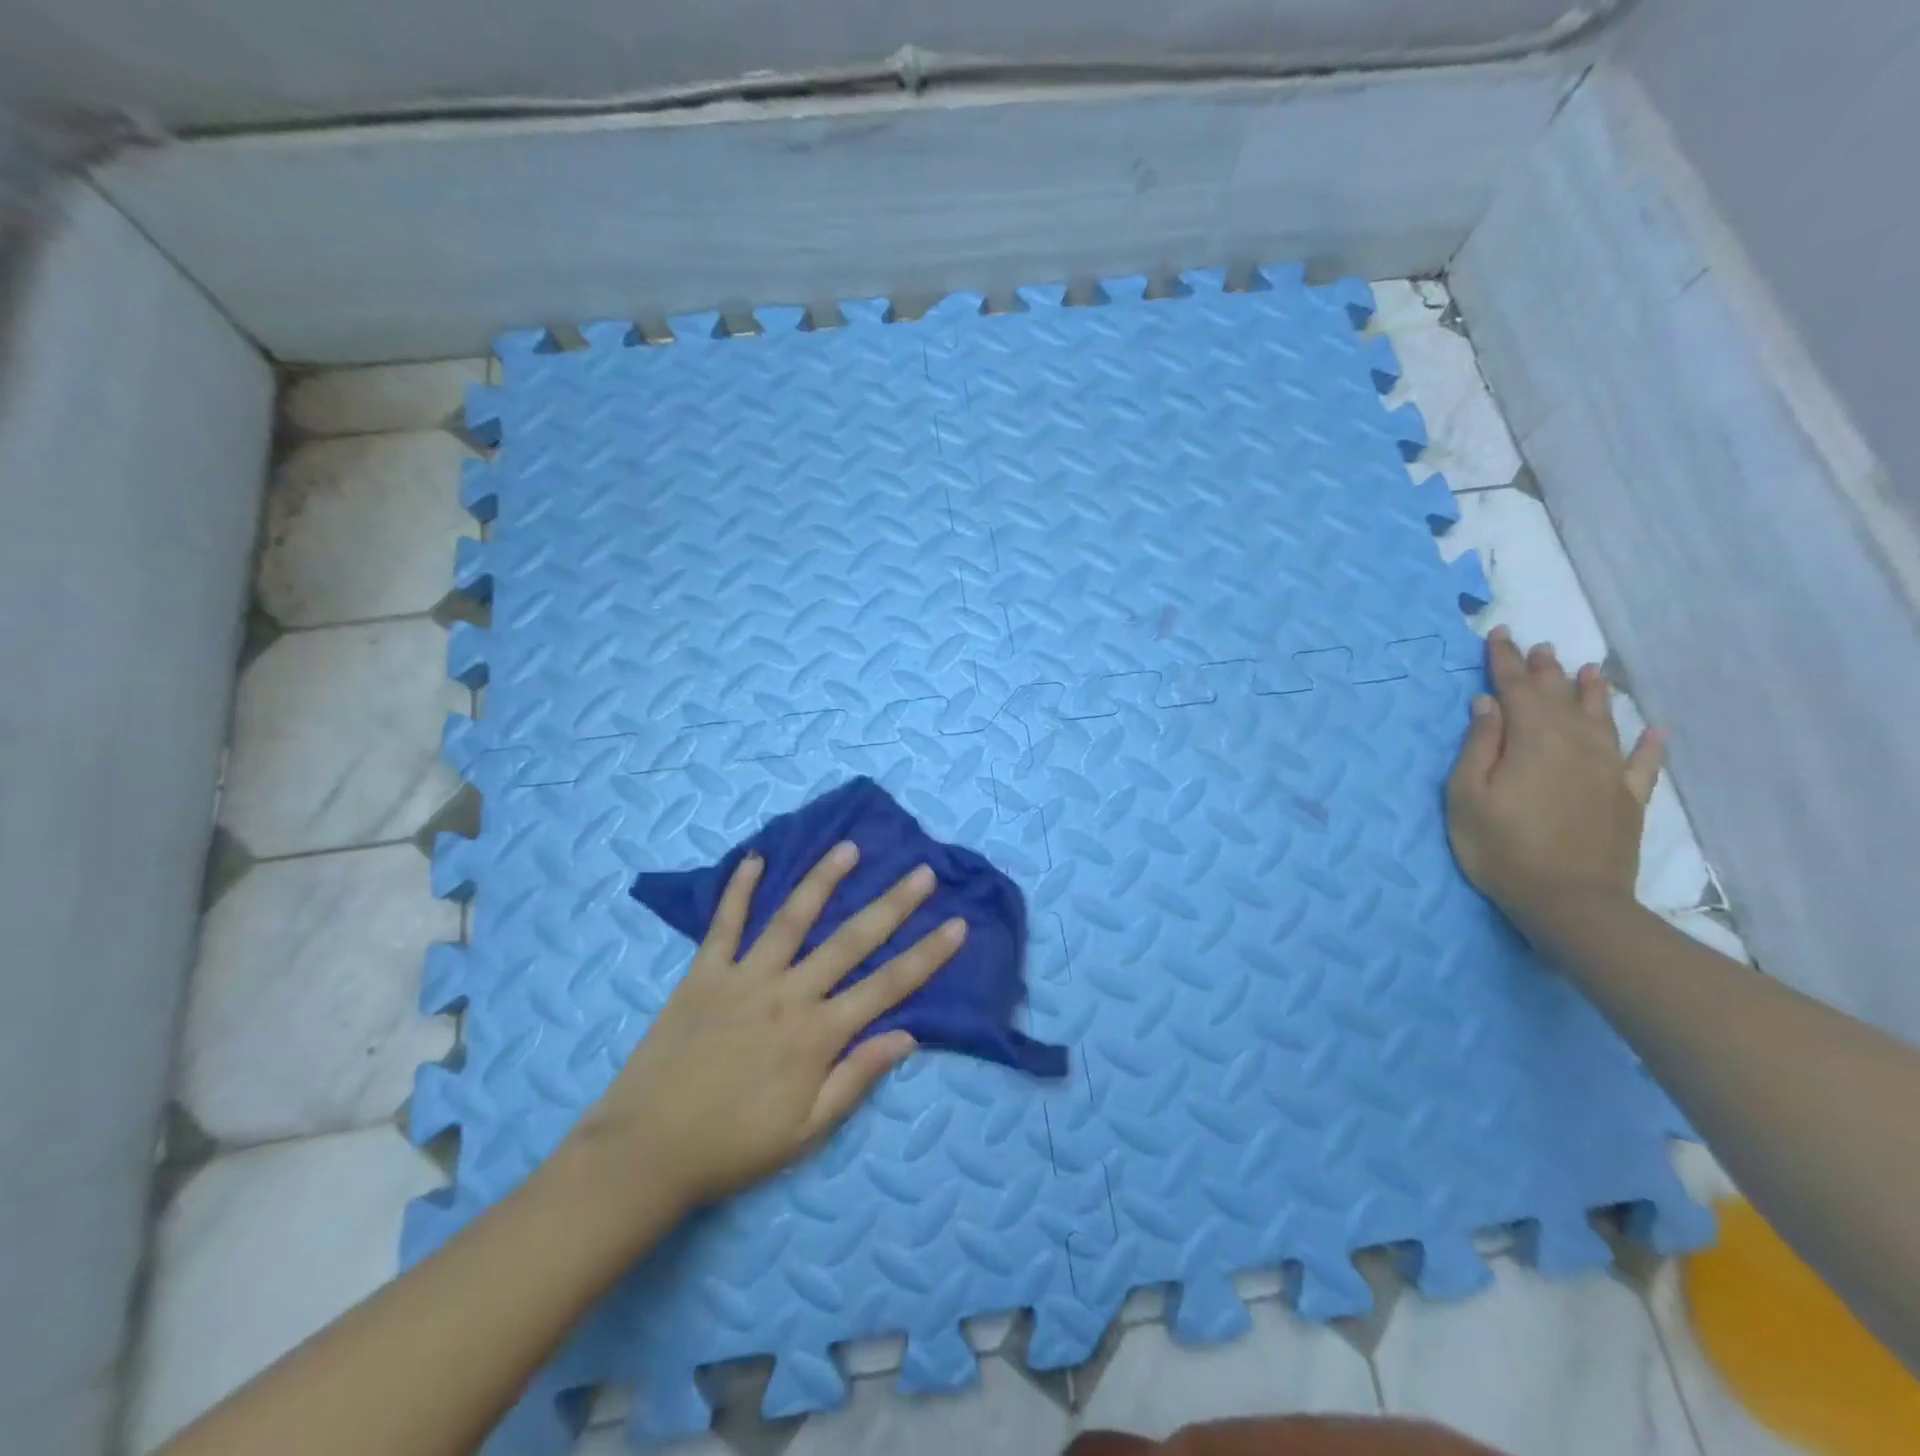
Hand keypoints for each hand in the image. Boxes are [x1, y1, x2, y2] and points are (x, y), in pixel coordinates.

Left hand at [568, 841, 965, 1212]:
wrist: (646, 1152)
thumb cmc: (733, 1146)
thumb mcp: (806, 1131)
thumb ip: (856, 1078)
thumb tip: (907, 1035)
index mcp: (818, 1035)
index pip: (888, 986)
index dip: (927, 955)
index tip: (956, 924)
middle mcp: (789, 994)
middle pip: (851, 941)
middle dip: (892, 905)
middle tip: (922, 872)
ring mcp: (745, 978)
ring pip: (792, 919)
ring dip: (823, 881)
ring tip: (848, 848)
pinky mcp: (704, 974)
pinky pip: (725, 924)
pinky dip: (738, 889)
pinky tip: (754, 859)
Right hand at [1446, 626, 1664, 926]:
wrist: (1568, 900)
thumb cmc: (1500, 846)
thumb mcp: (1467, 794)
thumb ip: (1480, 745)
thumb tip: (1489, 704)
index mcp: (1531, 739)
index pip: (1516, 688)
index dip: (1505, 660)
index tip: (1498, 634)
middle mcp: (1574, 744)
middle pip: (1558, 697)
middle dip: (1545, 670)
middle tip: (1539, 646)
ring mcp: (1607, 770)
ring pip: (1601, 718)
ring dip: (1592, 692)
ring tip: (1588, 669)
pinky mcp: (1627, 798)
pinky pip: (1643, 762)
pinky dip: (1649, 743)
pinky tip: (1654, 729)